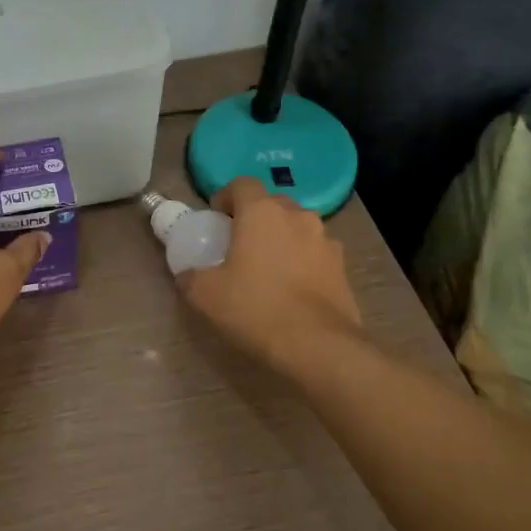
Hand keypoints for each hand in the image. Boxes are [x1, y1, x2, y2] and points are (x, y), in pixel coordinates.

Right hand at [176, 176, 363, 381]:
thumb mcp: (206, 295)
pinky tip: (293, 288)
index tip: (216, 219)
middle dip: (255, 218)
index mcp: (262, 212)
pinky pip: (316, 253)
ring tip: (269, 268)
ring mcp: (326, 240)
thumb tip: (187, 275)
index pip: (242, 184)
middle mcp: (297, 216)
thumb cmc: (256, 308)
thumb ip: (191, 277)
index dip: (226, 197)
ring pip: (297, 228)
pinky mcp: (343, 267)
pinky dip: (303, 261)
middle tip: (239, 244)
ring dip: (282, 239)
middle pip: (272, 204)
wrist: (318, 346)